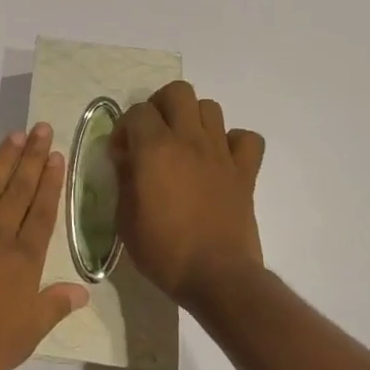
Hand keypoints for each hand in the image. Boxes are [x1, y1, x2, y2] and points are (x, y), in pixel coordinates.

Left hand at [0, 124, 90, 369]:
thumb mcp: (26, 335)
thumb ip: (53, 307)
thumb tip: (84, 291)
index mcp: (23, 258)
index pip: (43, 213)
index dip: (52, 183)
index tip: (58, 156)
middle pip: (20, 189)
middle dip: (34, 158)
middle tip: (42, 129)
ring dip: (5, 158)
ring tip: (17, 134)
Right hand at [113, 80, 265, 309]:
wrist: (217, 278)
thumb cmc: (164, 251)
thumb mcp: (125, 219)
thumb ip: (124, 179)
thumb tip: (126, 158)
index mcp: (155, 148)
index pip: (138, 110)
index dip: (125, 127)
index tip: (122, 153)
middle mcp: (189, 139)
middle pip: (178, 92)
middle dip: (161, 105)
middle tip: (153, 134)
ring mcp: (221, 153)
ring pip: (210, 107)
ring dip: (194, 119)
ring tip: (185, 144)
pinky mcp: (245, 171)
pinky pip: (247, 138)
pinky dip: (234, 142)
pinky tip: (221, 159)